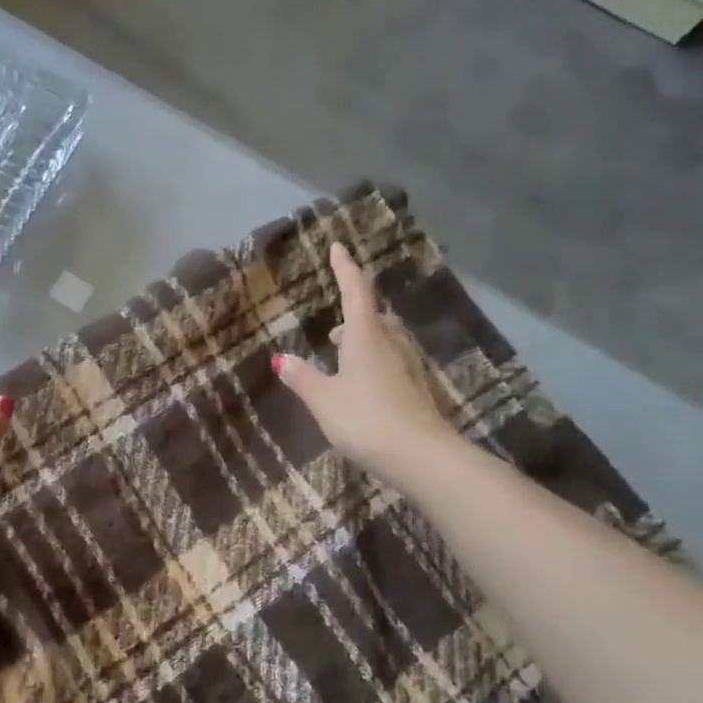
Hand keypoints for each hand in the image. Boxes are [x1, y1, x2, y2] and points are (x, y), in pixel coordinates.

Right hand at [273, 242, 460, 487]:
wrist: (421, 456)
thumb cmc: (365, 419)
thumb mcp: (324, 400)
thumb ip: (302, 378)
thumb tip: (281, 360)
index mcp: (365, 337)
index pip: (355, 292)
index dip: (345, 268)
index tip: (339, 246)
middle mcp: (391, 343)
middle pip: (374, 317)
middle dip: (354, 315)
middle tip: (334, 332)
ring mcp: (408, 366)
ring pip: (386, 339)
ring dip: (366, 340)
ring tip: (345, 358)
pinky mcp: (417, 388)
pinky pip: (393, 361)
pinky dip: (376, 361)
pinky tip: (365, 385)